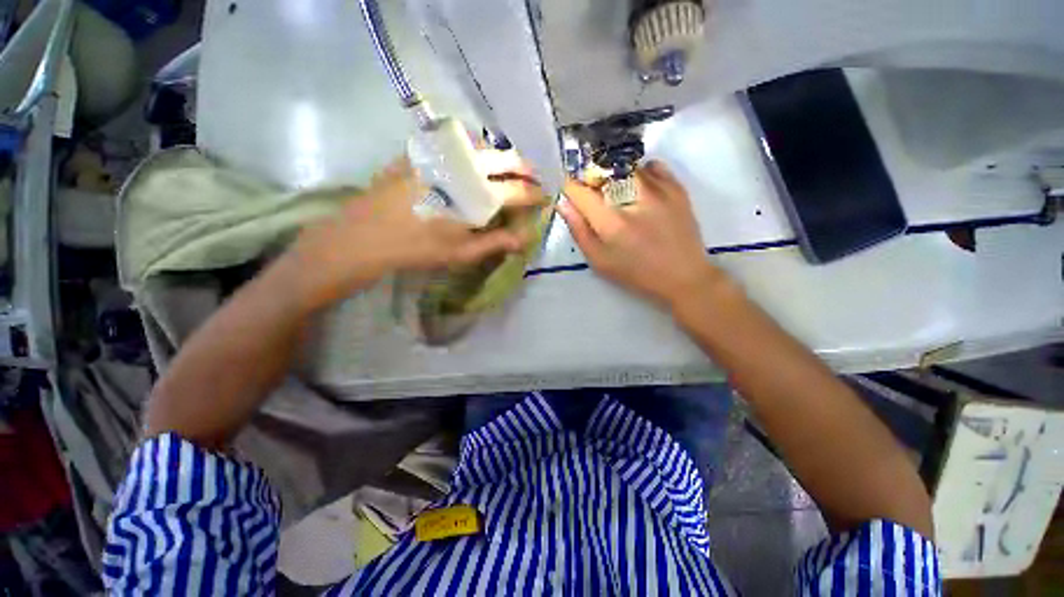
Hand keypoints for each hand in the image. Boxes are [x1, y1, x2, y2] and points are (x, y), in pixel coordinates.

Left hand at [284, 153, 541, 309]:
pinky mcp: (420, 151)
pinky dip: (469, 150)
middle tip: (531, 176)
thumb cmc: (419, 249)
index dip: (535, 193)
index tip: (545, 195)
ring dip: (497, 155)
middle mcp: (464, 167)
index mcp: (477, 195)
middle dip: (524, 167)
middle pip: (504, 159)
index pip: (517, 191)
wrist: (366, 235)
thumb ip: (497, 242)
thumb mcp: (463, 252)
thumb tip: (525, 237)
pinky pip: (452, 142)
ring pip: (480, 145)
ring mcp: (440, 154)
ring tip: (501, 169)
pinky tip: (466, 163)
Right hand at [559, 161, 726, 309]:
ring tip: (620, 195)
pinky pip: (652, 166)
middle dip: (592, 181)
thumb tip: (563, 203)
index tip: (571, 193)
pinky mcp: (676, 187)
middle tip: (596, 199)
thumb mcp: (600, 261)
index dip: (570, 188)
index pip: (580, 190)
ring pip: (626, 166)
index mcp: (611, 221)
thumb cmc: (636, 273)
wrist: (683, 276)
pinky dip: (641, 173)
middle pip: (602, 172)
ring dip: (615, 177)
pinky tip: (641, 190)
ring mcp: (658, 189)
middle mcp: (633, 198)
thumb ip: (579, 231)